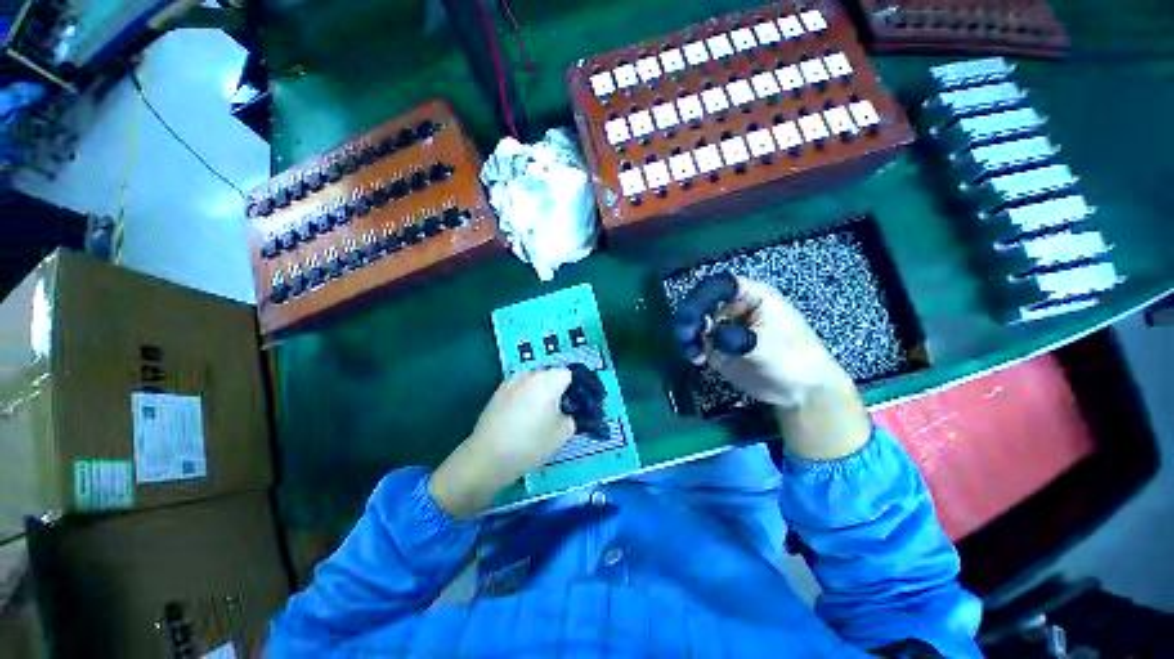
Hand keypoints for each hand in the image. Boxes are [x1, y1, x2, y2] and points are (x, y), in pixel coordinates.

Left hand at [429, 369, 573, 518]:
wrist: (488, 457)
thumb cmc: (530, 444)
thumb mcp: (562, 435)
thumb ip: (571, 417)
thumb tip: (567, 411)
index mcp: (549, 381)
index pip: (568, 374)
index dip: (572, 389)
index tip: (571, 405)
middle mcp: (530, 375)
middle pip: (550, 374)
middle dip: (555, 388)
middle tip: (556, 411)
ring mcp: (512, 381)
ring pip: (533, 380)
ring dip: (538, 390)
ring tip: (536, 414)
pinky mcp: (498, 390)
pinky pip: (519, 387)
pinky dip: (523, 395)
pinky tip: (519, 416)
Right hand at [673, 274, 870, 459]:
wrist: (800, 391)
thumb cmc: (792, 360)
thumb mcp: (764, 347)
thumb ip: (734, 338)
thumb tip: (707, 332)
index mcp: (752, 296)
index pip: (721, 285)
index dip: (702, 295)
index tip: (691, 313)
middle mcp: (734, 307)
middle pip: (703, 302)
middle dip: (691, 317)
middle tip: (686, 334)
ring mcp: (725, 326)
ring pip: (696, 321)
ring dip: (688, 334)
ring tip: (692, 351)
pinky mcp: (718, 344)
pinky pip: (698, 340)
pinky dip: (692, 347)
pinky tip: (696, 359)